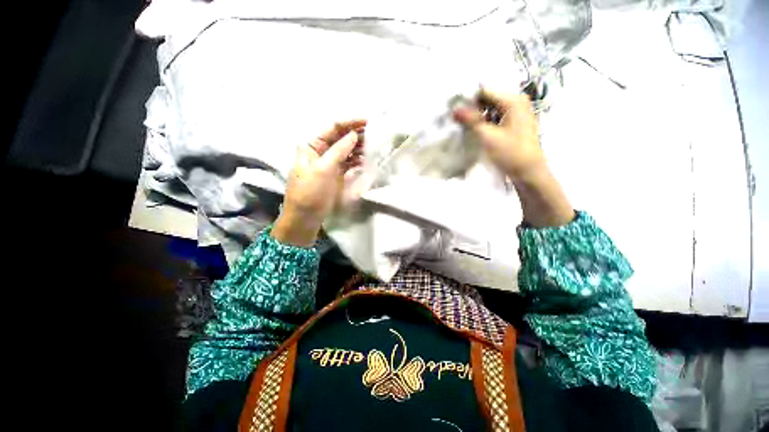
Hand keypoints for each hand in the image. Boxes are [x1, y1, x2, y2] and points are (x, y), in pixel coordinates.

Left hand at [272, 119, 366, 246]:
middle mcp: (321, 151)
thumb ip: (339, 150)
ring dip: (359, 147)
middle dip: (356, 134)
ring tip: (374, 145)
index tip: (367, 121)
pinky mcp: (336, 174)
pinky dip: (357, 160)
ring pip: (346, 150)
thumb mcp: (323, 168)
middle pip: (341, 138)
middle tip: (375, 133)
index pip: (333, 128)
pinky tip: (367, 159)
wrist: (306, 216)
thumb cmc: (310, 191)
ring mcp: (329, 164)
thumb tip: (353, 135)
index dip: (350, 123)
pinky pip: (348, 163)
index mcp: (312, 145)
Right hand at [452, 89, 545, 181]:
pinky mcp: (514, 123)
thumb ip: (471, 121)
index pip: (485, 92)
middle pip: (488, 100)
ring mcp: (517, 113)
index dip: (468, 100)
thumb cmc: (510, 153)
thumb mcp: (488, 136)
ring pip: (491, 109)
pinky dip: (485, 122)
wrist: (528, 172)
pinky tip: (475, 130)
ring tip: (463, 126)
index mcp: (513, 100)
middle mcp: (517, 102)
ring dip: (478, 117)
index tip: (454, 111)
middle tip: (457, 120)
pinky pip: (496, 117)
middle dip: (472, 109)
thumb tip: (454, 110)